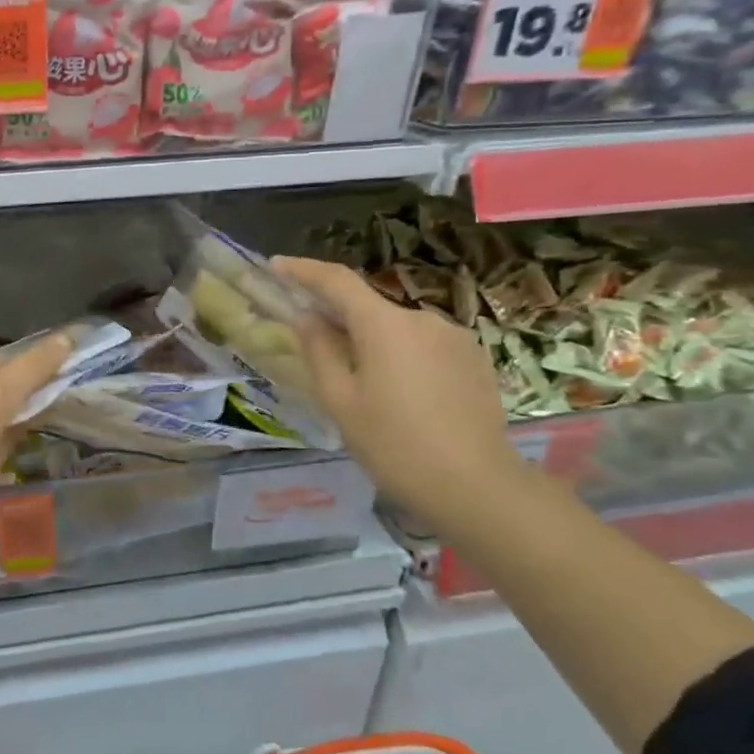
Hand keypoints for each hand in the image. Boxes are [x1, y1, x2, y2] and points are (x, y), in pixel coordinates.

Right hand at [271, 256, 527, 531]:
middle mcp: (422, 319)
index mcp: (384, 325)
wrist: (477, 487)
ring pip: (397, 330)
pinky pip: (424, 347)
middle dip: (339, 319)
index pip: (337, 280)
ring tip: (363, 385)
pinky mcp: (474, 360)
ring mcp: (454, 338)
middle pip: (369, 307)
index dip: (303, 270)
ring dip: (373, 343)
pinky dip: (402, 357)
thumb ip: (319, 351)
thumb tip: (306, 318)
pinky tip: (402, 396)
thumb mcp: (340, 401)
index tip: (276, 266)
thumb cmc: (394, 445)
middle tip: (315, 346)